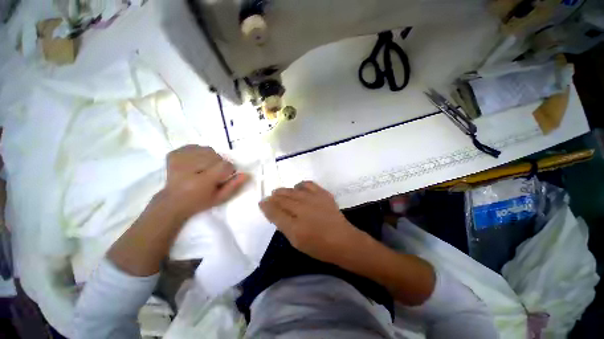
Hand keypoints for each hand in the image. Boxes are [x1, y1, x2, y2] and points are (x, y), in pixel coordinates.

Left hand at [161, 145, 248, 220]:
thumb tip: (247, 174)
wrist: (172, 201)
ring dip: (210, 158)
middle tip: (213, 174)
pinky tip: (195, 163)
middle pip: (216, 156)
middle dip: (219, 164)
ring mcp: (179, 159)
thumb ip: (234, 186)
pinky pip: (195, 146)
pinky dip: (199, 153)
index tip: (223, 177)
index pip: (224, 165)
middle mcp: (189, 168)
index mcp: (201, 181)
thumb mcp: (220, 198)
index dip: (228, 170)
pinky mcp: (174, 154)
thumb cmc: (199, 202)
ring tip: (204, 168)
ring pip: (207, 150)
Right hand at [259, 181, 361, 263]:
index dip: (266, 206)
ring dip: (284, 191)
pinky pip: (308, 184)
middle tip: (270, 197)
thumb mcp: (297, 242)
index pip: (275, 212)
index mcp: (295, 227)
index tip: (262, 202)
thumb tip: (273, 212)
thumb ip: (284, 226)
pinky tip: (297, 188)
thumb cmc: (319, 246)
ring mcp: (314, 200)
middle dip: (273, 197)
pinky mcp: (323, 194)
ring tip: (279, 192)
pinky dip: (300, 185)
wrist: (343, 240)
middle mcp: (303, 210)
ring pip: (293, 191)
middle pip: (283, 199)